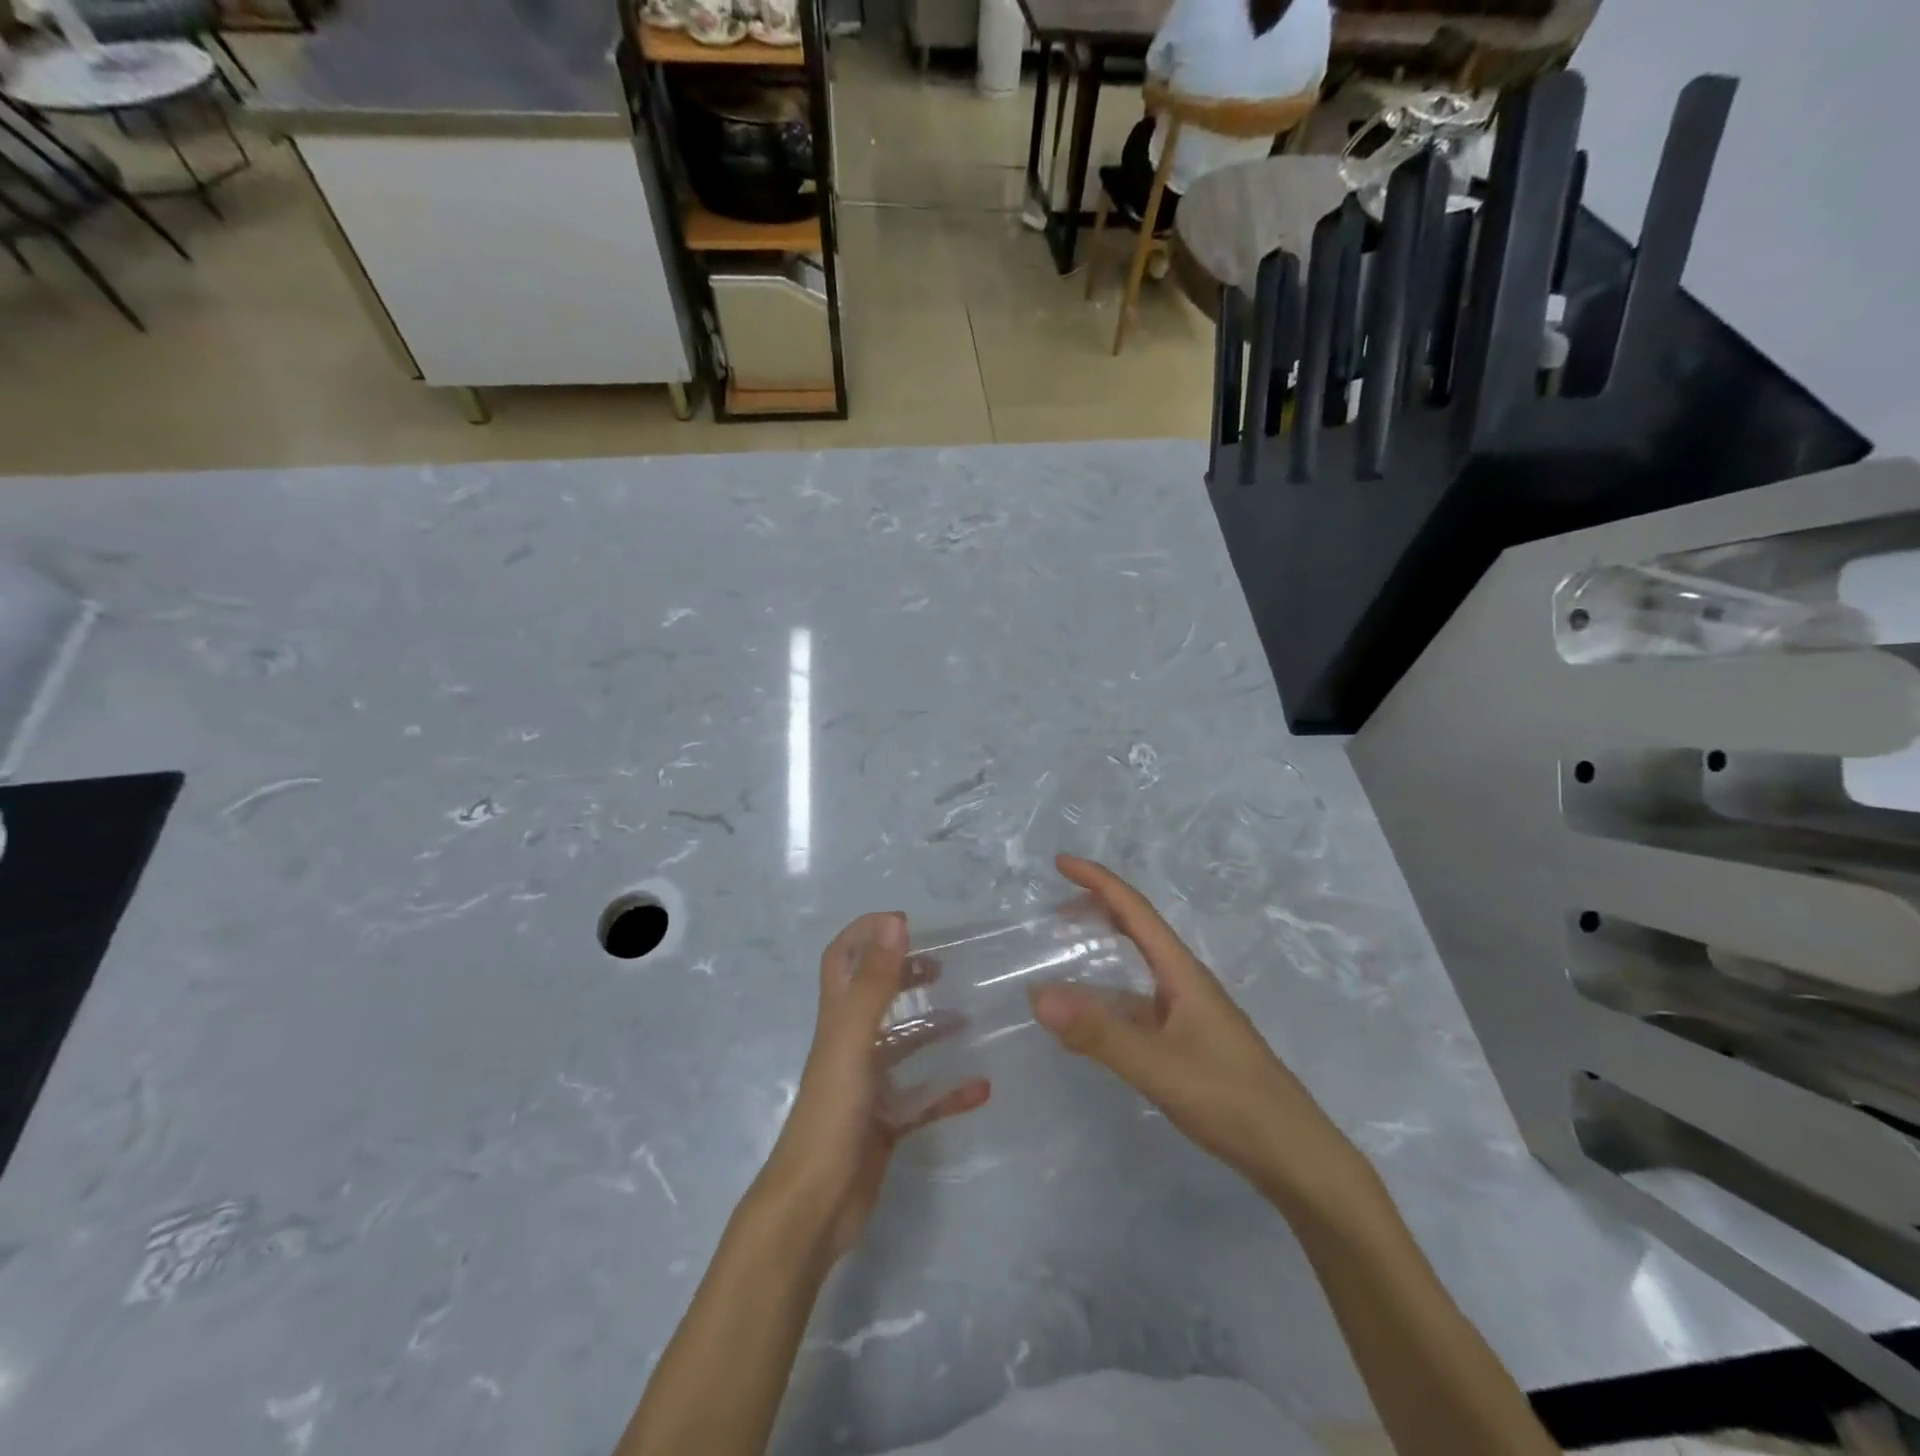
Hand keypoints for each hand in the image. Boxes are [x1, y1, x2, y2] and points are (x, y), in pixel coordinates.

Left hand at [760, 913, 989, 1259]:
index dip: (865, 934)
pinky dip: (949, 1092)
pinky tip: (980, 1089)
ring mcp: (867, 1087)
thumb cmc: (832, 1113)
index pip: (842, 960)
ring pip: (902, 1048)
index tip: (905, 923)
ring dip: (931, 1029)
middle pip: (875, 998)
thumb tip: (894, 924)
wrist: (815, 1207)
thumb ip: (875, 983)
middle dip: (904, 975)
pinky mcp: (884, 1124)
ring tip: (968, 1019)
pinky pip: (923, 1101)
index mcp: (838, 1021)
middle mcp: (850, 1046)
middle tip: (942, 967)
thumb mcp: (853, 1040)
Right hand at [1029, 855, 1365, 1211]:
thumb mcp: (1158, 1065)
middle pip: (1137, 932)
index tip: (1061, 863)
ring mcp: (1187, 1015)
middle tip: (1055, 910)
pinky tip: (1087, 1027)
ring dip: (1101, 958)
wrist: (1293, 1155)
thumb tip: (1037, 995)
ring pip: (1136, 973)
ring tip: (1062, 959)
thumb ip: (1099, 1033)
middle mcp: (1184, 984)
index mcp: (1182, 973)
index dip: (1098, 881)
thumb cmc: (1230, 1099)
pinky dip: (1107, 1005)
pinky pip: (1137, 1010)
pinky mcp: (1187, 1044)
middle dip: (1098, 910)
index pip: (1135, 911)